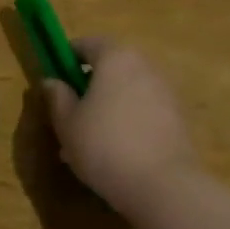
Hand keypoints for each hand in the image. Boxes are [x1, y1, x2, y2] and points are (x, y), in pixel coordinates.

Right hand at [41, 38, 200, 212]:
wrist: (163, 185)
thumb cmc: (104, 146)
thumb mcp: (67, 123)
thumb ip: (57, 97)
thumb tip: (51, 81)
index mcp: (116, 58)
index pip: (88, 43)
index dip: (67, 58)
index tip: (55, 80)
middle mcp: (145, 66)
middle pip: (110, 67)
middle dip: (89, 87)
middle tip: (70, 116)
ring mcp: (166, 91)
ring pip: (127, 92)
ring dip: (108, 107)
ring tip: (89, 142)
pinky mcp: (178, 117)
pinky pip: (144, 111)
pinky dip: (127, 122)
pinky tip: (114, 154)